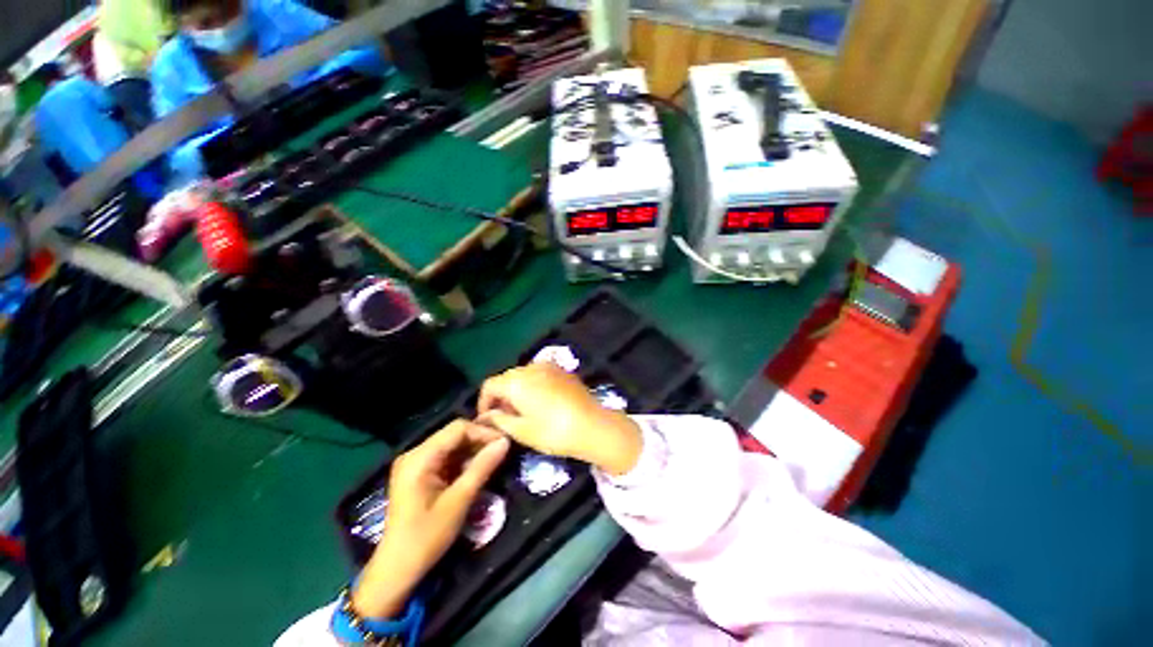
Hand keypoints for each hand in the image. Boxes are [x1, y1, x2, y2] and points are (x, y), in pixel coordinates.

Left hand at [351, 421, 509, 617]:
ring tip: (493, 460)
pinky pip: (445, 457)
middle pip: (454, 434)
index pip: (458, 428)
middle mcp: (415, 453)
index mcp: (420, 457)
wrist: (397, 570)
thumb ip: (483, 467)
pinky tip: (476, 470)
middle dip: (479, 441)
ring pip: (451, 445)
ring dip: (472, 451)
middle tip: (501, 452)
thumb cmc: (427, 536)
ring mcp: (415, 463)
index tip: (504, 443)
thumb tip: (505, 441)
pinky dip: (462, 461)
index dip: (483, 432)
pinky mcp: (418, 474)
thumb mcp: (459, 500)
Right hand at [477, 363, 641, 475]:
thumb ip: (499, 420)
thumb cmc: (553, 431)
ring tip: (523, 411)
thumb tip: (486, 416)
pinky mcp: (563, 370)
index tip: (488, 419)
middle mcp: (530, 367)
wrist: (593, 425)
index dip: (484, 402)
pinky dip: (533, 385)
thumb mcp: (521, 430)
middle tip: (505, 418)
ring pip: (524, 375)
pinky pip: (540, 374)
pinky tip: (541, 402)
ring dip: (517, 390)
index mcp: (517, 380)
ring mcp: (549, 366)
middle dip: (502, 396)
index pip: (489, 385)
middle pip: (507, 378)